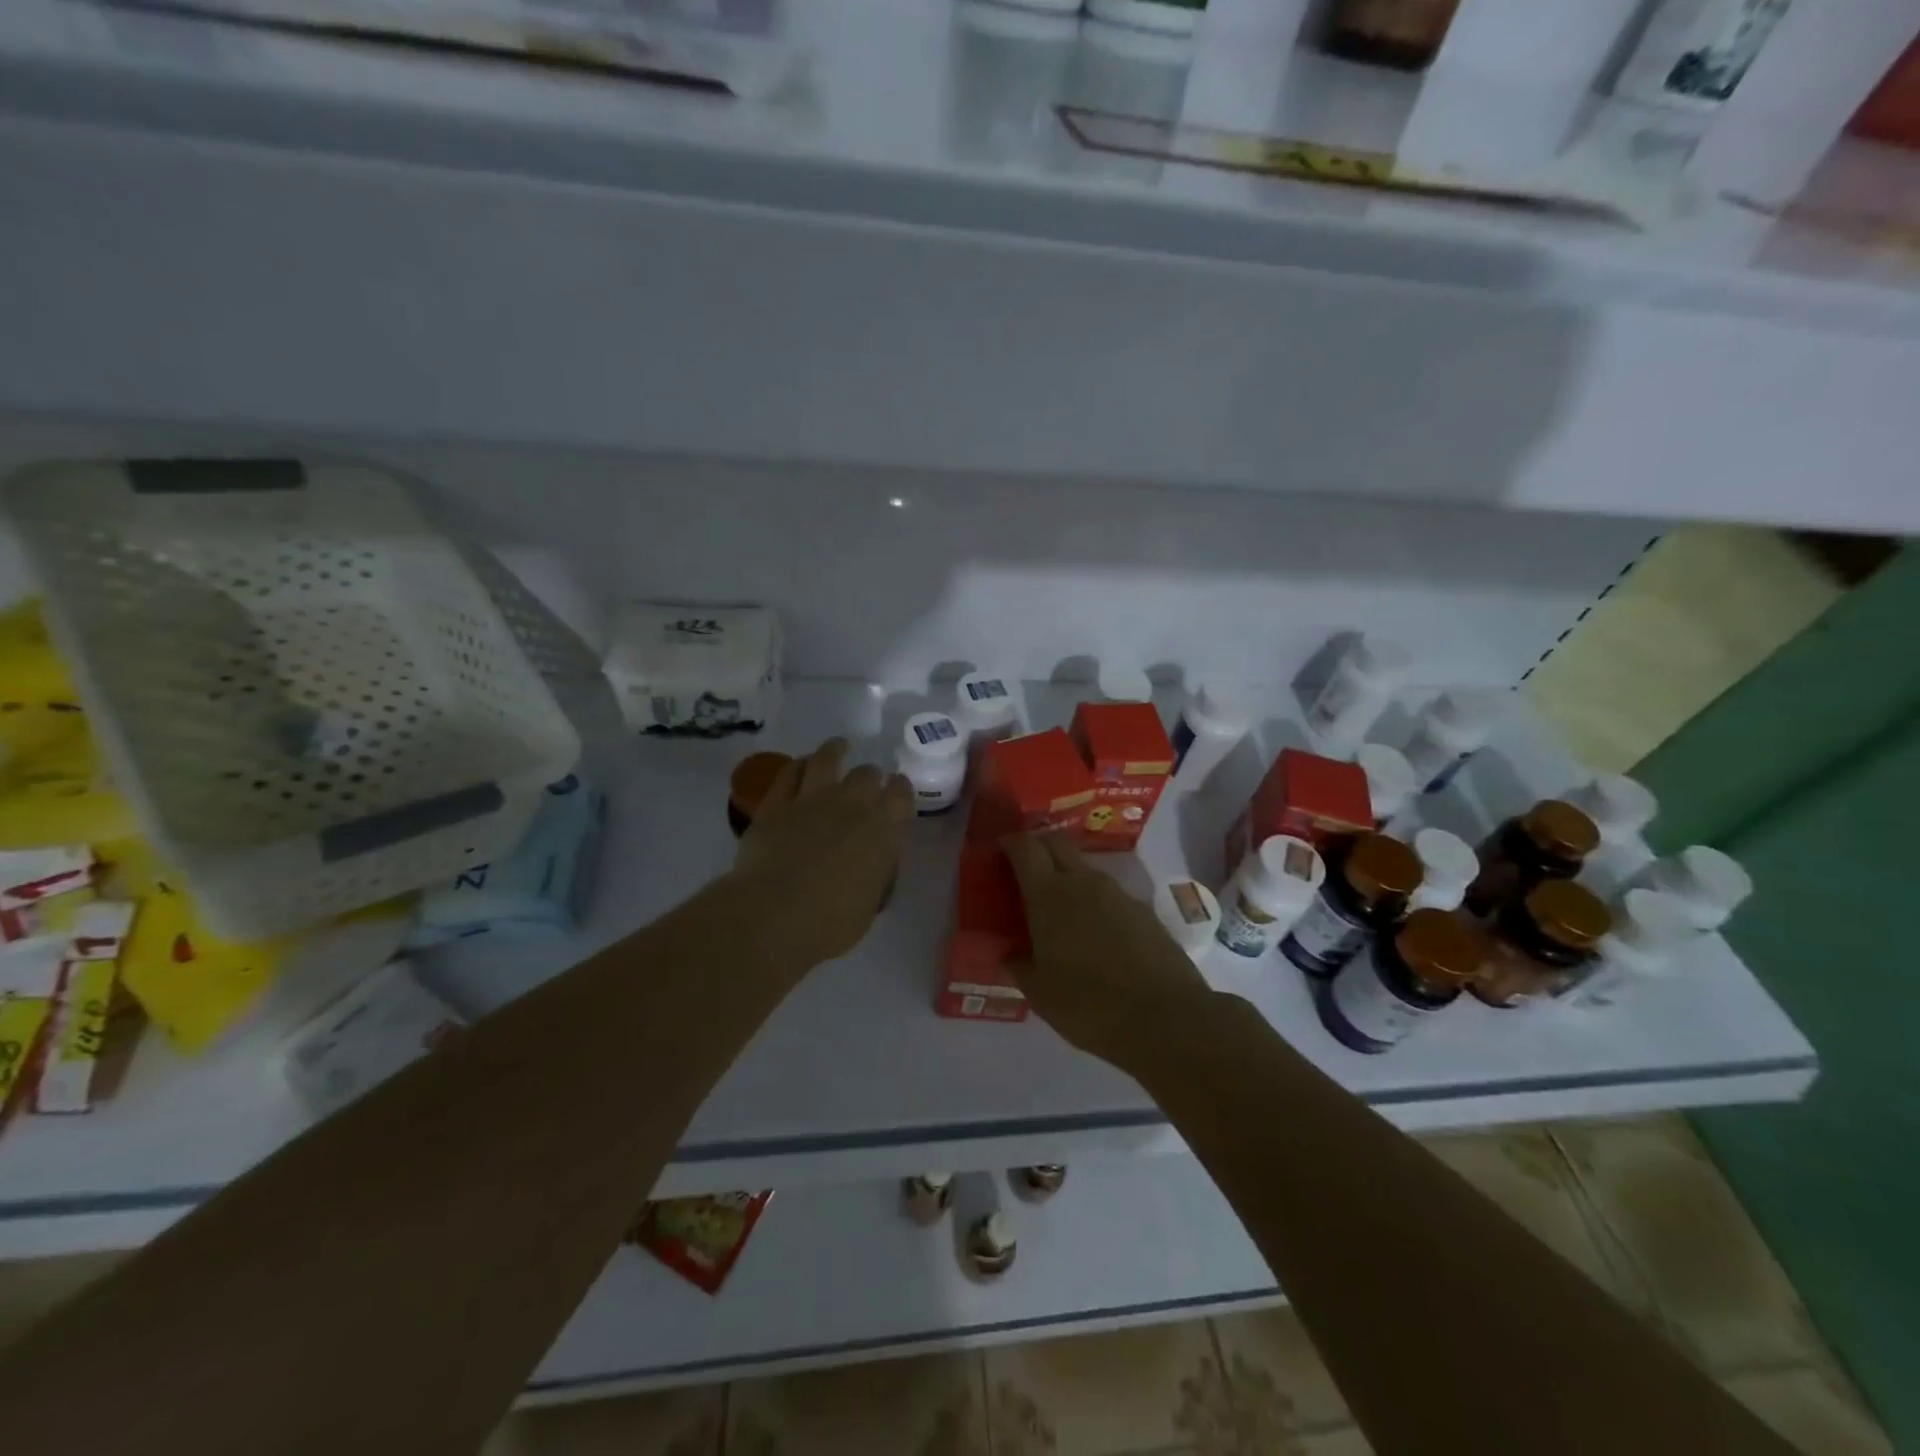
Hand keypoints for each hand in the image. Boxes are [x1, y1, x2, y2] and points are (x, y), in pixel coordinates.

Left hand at [729, 738, 912, 973]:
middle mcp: (851, 804)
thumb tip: (872, 863)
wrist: (773, 915)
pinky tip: (800, 765)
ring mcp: (811, 799)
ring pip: (827, 758)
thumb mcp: (869, 904)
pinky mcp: (775, 804)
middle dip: (871, 776)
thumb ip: (875, 875)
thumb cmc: (830, 922)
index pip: (901, 795)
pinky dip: (798, 766)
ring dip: (835, 750)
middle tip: (868, 783)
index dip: (901, 790)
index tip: (898, 792)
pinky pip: (789, 773)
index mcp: (882, 830)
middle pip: (867, 774)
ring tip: (839, 747)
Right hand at [1002, 832, 1211, 1070]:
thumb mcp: (1040, 993)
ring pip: (1085, 869)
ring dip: (1068, 877)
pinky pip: (1109, 894)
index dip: (1011, 843)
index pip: (1025, 847)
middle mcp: (1083, 882)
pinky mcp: (1143, 910)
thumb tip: (1008, 952)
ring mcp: (1118, 893)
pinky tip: (1095, 933)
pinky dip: (1095, 902)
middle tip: (1027, 869)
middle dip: (1039, 846)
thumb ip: (1019, 965)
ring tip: (1060, 910)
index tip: (1001, 850)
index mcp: (1049, 895)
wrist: (1166, 1018)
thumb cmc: (1089, 1005)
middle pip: (1057, 843)